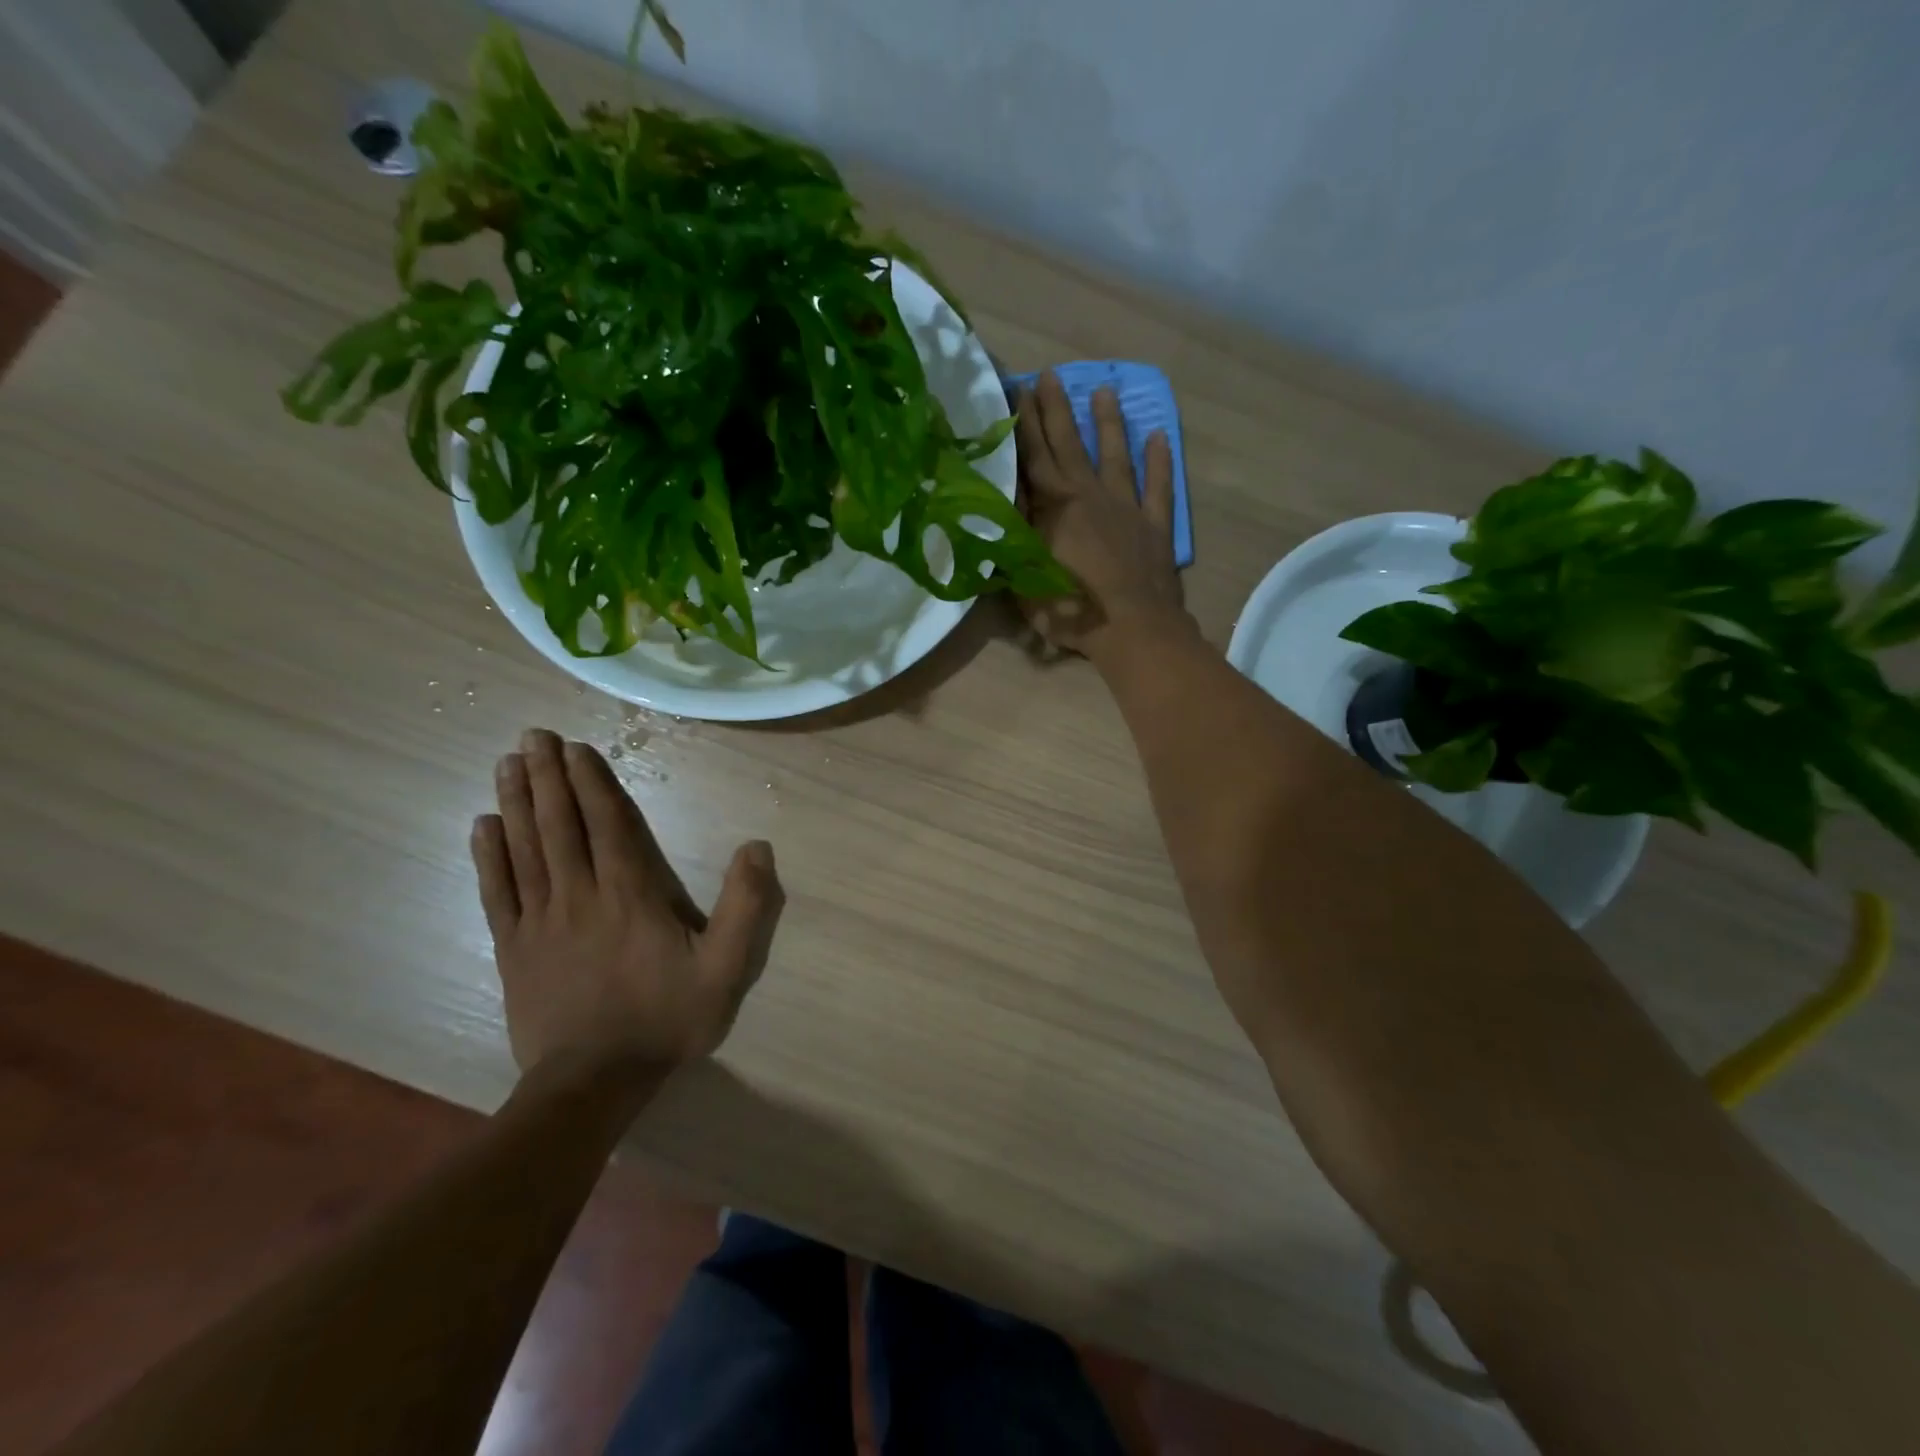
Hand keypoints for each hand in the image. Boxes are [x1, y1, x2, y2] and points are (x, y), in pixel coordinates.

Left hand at [472, 728, 783, 1076]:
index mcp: (630, 894)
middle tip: (533, 736)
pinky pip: (497, 891)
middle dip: (547, 777)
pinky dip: (488, 856)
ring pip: (525, 849)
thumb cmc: (665, 1018)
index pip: (606, 824)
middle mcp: (580, 895)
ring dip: (517, 802)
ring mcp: (540, 920)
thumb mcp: (725, 968)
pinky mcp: (514, 948)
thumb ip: (745, 906)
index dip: (591, 782)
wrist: (594, 1081)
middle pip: (559, 825)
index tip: (575, 748)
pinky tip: (483, 827)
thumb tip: (758, 847)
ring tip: (508, 763)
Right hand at [1014, 370, 1189, 660]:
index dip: (1024, 425)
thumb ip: (1013, 542)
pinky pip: (1158, 486)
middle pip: (1070, 445)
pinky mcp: (1154, 525)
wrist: (1132, 628)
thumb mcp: (1026, 580)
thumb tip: (1001, 512)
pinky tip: (1159, 436)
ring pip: (1115, 456)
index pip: (1034, 458)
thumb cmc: (1071, 611)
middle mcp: (1089, 496)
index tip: (1018, 390)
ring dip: (1108, 423)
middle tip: (1050, 375)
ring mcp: (1126, 507)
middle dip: (1057, 410)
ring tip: (1104, 391)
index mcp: (1055, 509)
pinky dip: (1160, 461)